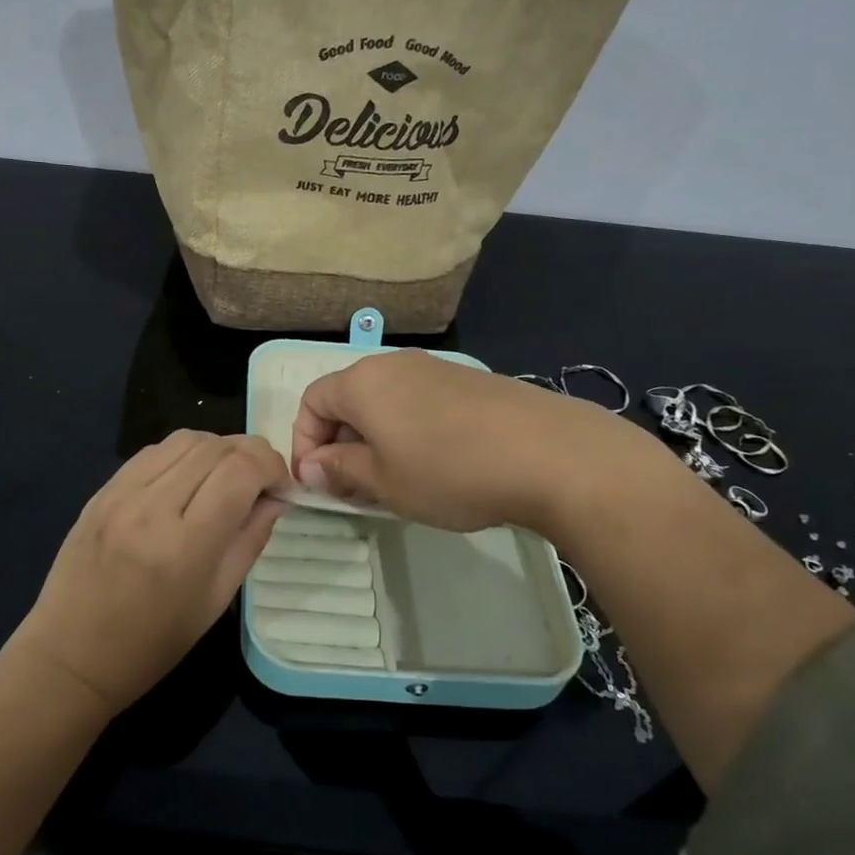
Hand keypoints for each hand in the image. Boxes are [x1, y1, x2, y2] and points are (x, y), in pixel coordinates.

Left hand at [9, 430, 288, 715]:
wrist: (70, 655)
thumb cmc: (151, 644)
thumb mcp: (215, 602)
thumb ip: (250, 540)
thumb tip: (275, 498)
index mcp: (185, 545)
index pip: (240, 471)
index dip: (271, 467)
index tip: (281, 487)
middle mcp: (152, 507)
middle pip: (216, 447)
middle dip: (251, 453)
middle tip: (261, 480)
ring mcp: (121, 493)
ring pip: (185, 439)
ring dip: (218, 448)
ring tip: (226, 476)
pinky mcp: (103, 489)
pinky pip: (153, 451)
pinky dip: (183, 453)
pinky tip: (189, 477)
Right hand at [290, 350, 668, 534]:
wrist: (550, 454)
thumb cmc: (450, 471)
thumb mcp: (383, 482)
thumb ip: (338, 471)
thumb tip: (311, 467)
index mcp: (362, 382)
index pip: (311, 402)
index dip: (304, 443)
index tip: (318, 483)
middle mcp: (393, 364)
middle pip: (348, 399)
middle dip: (341, 444)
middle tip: (355, 490)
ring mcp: (435, 369)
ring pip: (385, 403)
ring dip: (376, 440)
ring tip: (396, 482)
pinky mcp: (468, 382)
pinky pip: (419, 403)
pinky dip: (410, 431)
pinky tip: (437, 466)